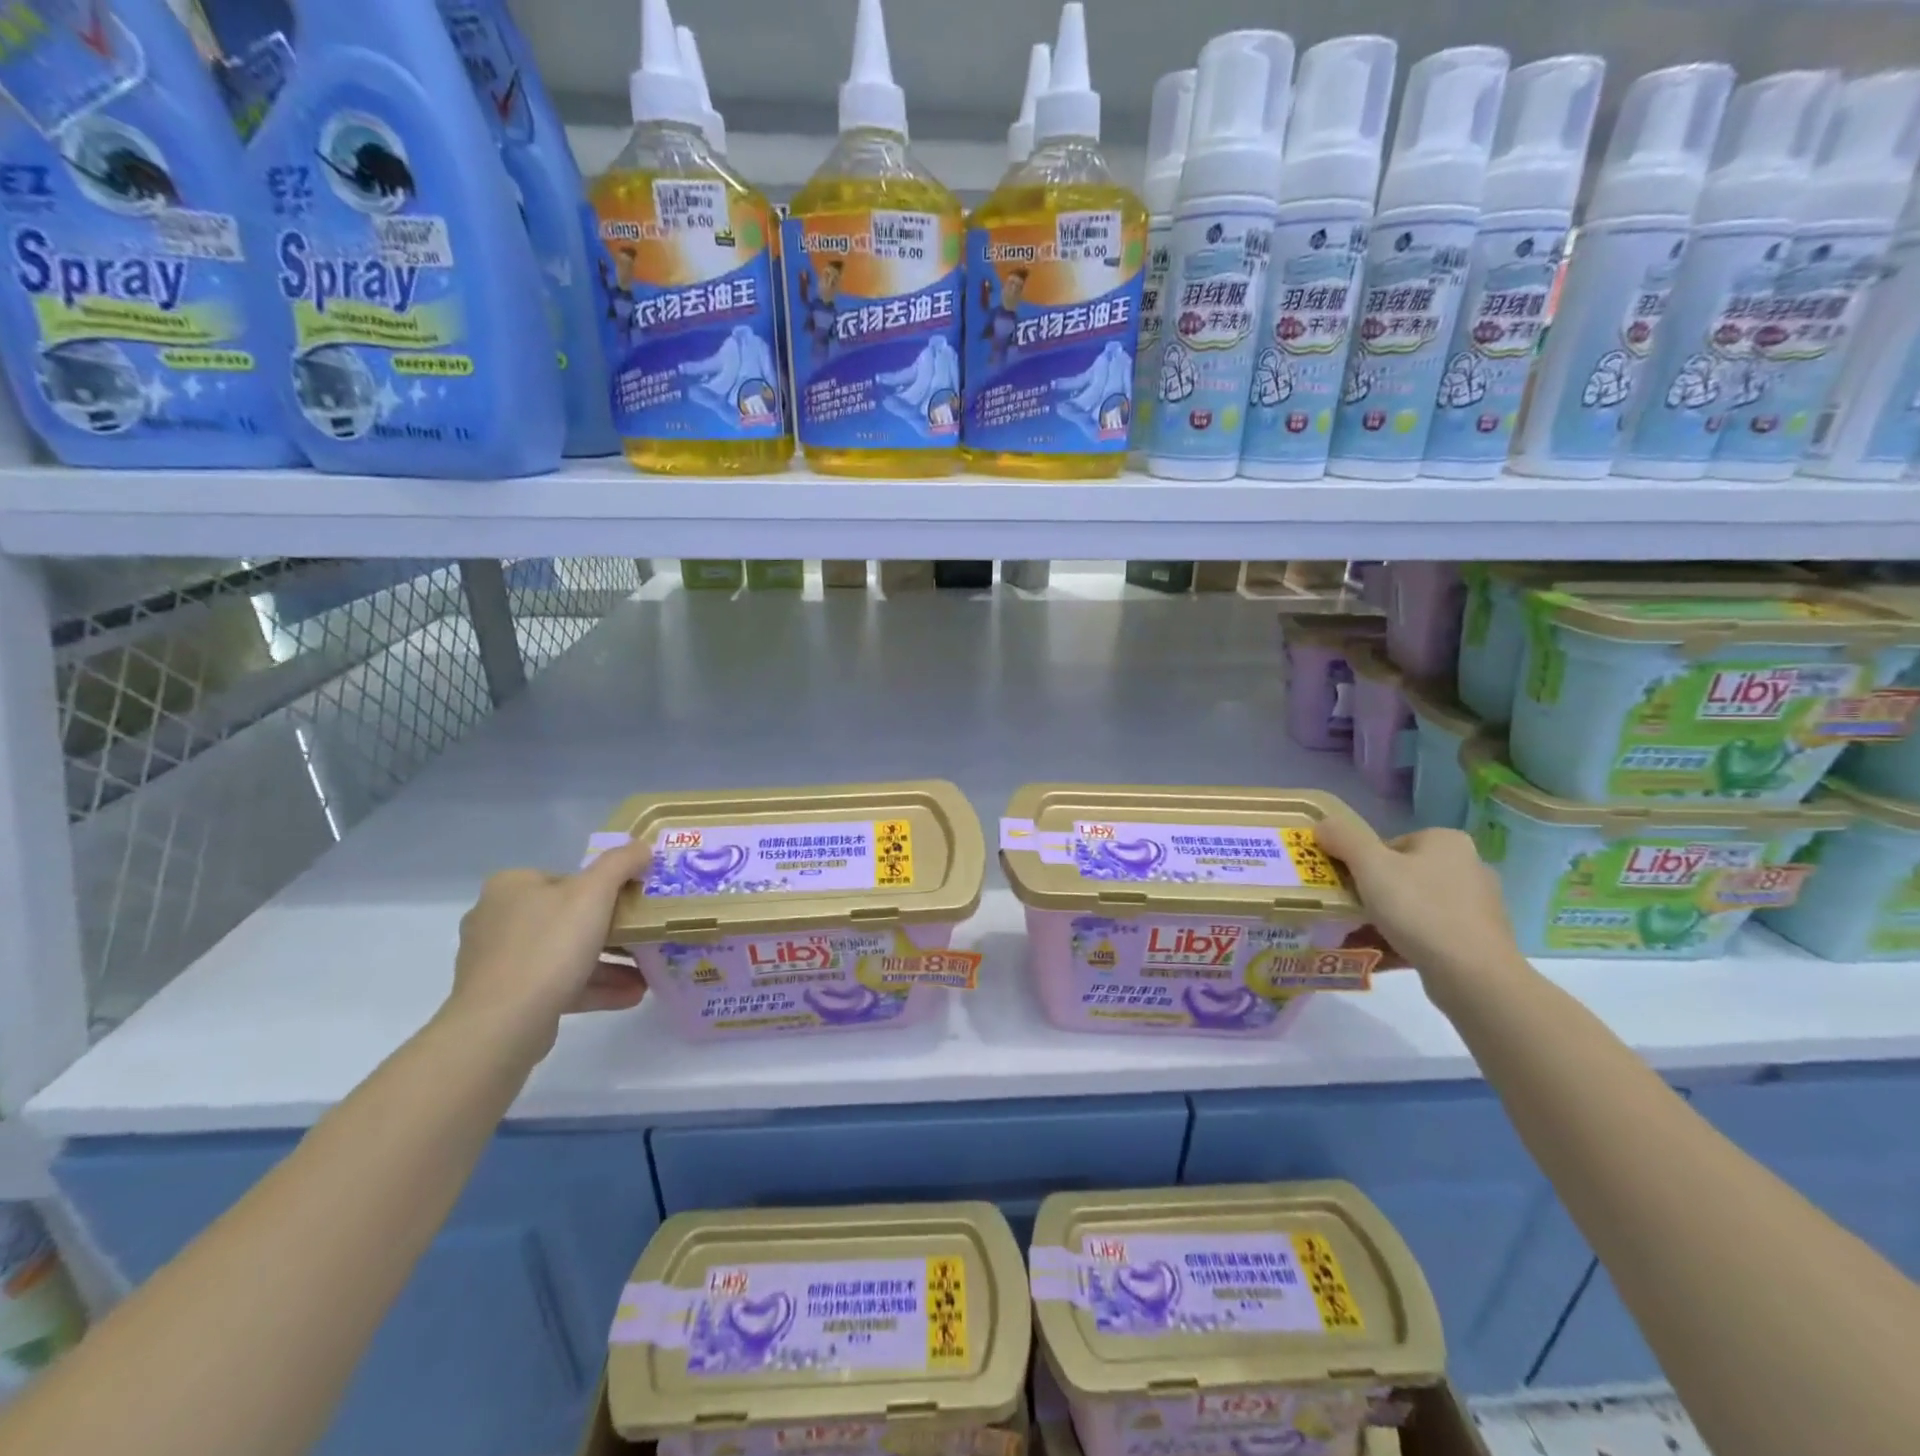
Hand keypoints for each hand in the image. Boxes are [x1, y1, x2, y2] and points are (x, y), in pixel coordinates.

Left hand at [446, 838, 651, 1061]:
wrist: (503, 1024)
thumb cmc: (550, 945)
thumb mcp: (595, 892)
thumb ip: (621, 863)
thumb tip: (642, 847)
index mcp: (511, 886)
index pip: (567, 879)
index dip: (604, 890)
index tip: (633, 905)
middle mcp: (496, 918)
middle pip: (567, 917)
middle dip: (612, 931)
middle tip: (644, 938)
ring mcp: (498, 961)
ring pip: (565, 954)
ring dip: (609, 963)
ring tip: (646, 974)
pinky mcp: (505, 997)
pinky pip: (557, 983)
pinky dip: (593, 986)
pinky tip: (631, 995)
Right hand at [1316, 813, 1525, 996]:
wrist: (1473, 975)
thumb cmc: (1419, 909)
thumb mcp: (1370, 865)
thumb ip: (1343, 838)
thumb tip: (1323, 825)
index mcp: (1446, 842)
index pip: (1389, 844)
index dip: (1361, 863)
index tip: (1346, 885)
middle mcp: (1467, 867)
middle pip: (1400, 875)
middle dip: (1371, 893)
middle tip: (1347, 911)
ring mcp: (1476, 906)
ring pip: (1413, 906)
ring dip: (1384, 920)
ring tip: (1358, 937)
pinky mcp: (1478, 940)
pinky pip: (1428, 934)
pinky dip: (1404, 941)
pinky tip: (1381, 955)